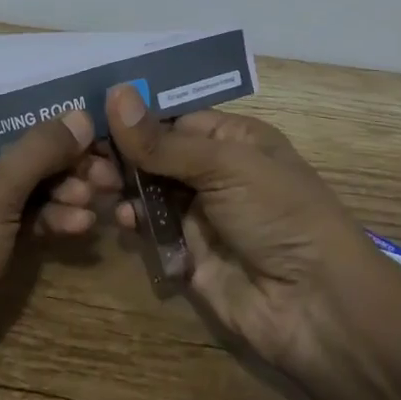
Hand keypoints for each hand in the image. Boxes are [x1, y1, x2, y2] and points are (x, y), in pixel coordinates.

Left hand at [0, 110, 94, 399]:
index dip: (43, 122)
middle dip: (60, 165)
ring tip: (95, 203)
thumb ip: (36, 152)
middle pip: (11, 159)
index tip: (90, 128)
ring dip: (59, 196)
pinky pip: (16, 230)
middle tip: (104, 173)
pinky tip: (79, 229)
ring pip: (18, 196)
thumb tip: (82, 115)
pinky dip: (47, 226)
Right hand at [60, 87, 390, 375]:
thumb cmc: (278, 214)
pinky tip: (122, 219)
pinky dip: (133, 220)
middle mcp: (215, 171)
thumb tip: (113, 92)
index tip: (89, 113)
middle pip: (155, 152)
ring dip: (121, 184)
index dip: (133, 115)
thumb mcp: (224, 165)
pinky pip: (151, 228)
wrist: (316, 307)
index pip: (172, 117)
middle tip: (84, 156)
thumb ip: (162, 139)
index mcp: (233, 139)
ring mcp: (200, 214)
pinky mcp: (187, 253)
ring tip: (95, 185)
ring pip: (148, 189)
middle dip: (121, 152)